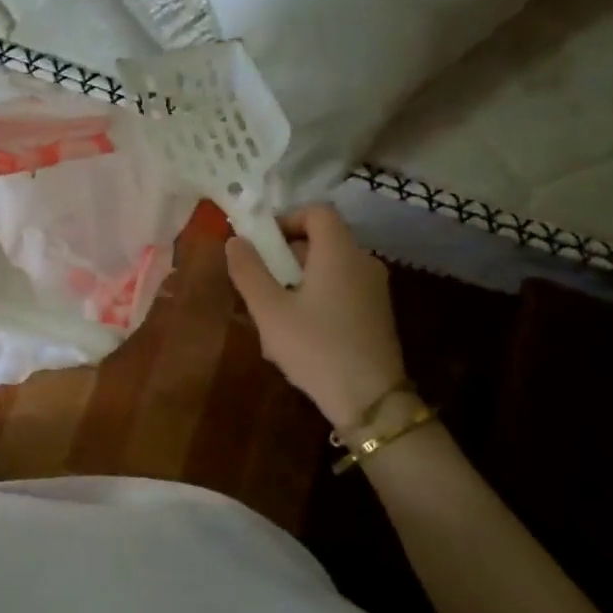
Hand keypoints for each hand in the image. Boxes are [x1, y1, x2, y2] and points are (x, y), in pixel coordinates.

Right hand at [225, 204, 404, 430]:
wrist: (370, 400)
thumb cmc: (316, 348)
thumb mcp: (270, 310)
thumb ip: (249, 271)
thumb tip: (235, 240)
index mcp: (340, 252)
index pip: (317, 211)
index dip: (286, 219)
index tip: (260, 245)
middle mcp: (363, 261)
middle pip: (322, 240)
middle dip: (286, 255)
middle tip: (260, 284)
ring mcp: (374, 289)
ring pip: (329, 268)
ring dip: (298, 280)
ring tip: (274, 315)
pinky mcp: (377, 313)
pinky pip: (341, 290)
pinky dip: (318, 297)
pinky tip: (299, 334)